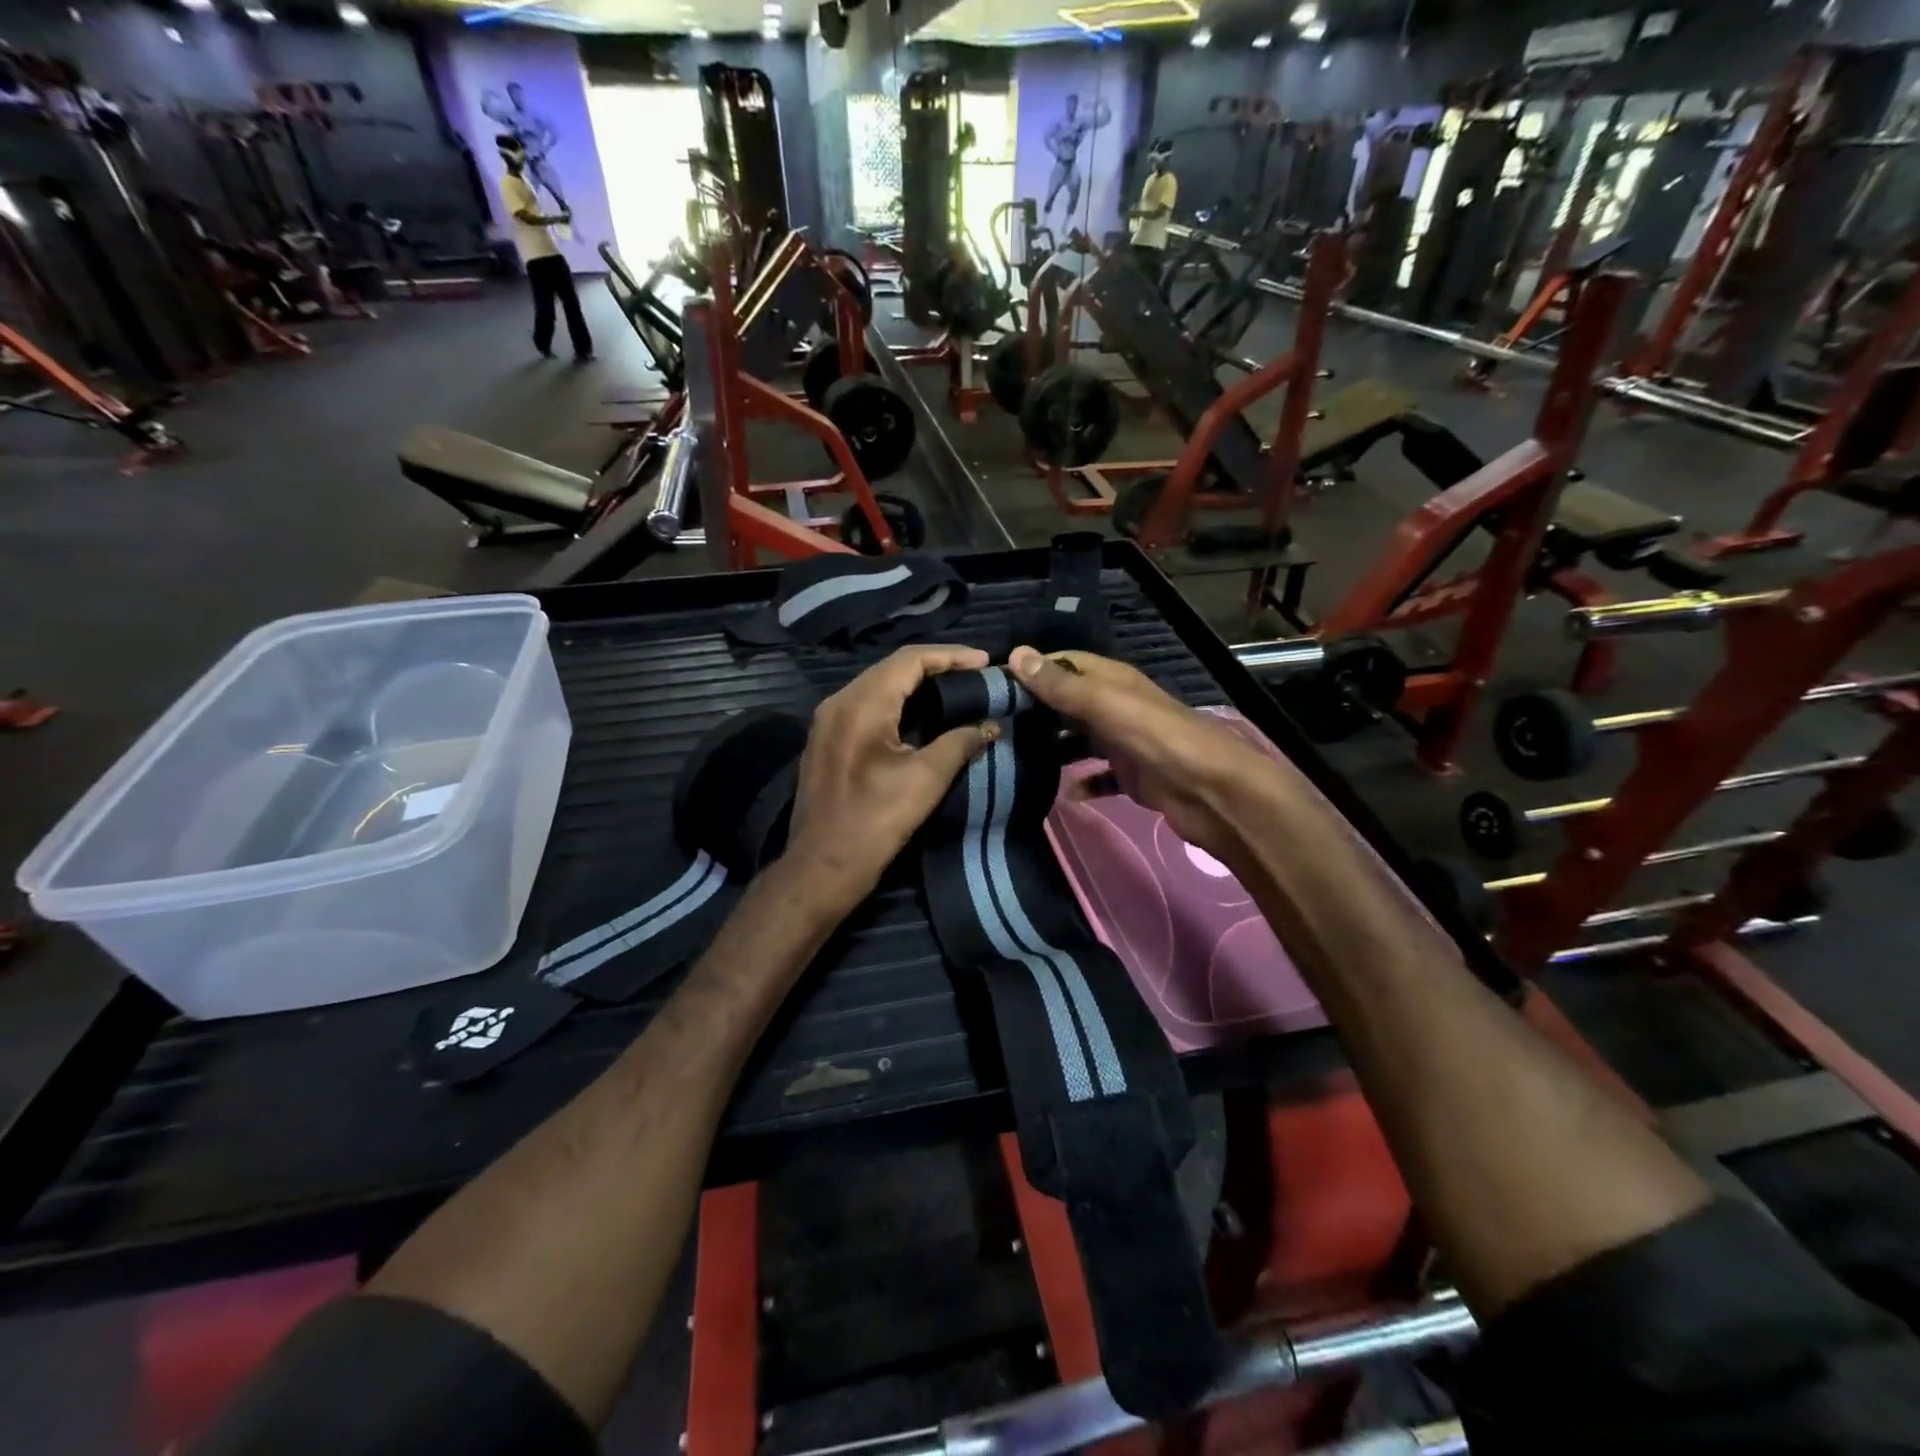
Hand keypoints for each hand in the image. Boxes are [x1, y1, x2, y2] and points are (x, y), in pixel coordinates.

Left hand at [784, 646, 996, 915]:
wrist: (821, 867)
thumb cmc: (874, 823)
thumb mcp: (925, 780)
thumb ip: (960, 743)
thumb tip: (990, 725)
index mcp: (861, 704)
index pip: (910, 660)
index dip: (950, 656)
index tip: (985, 662)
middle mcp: (838, 702)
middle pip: (891, 668)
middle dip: (935, 666)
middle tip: (973, 674)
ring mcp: (827, 721)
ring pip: (876, 686)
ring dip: (914, 684)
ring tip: (953, 689)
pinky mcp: (825, 741)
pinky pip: (864, 706)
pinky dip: (895, 702)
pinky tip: (918, 715)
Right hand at [1008, 645, 1295, 867]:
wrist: (1211, 791)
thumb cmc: (1156, 738)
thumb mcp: (1104, 704)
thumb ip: (1061, 685)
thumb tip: (1016, 654)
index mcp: (1112, 681)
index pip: (1064, 663)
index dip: (1031, 670)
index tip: (992, 686)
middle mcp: (1117, 706)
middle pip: (1069, 702)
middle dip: (1036, 711)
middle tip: (994, 727)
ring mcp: (1126, 742)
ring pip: (1081, 740)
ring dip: (1054, 748)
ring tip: (1015, 760)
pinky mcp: (1133, 776)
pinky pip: (1099, 777)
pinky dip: (1082, 783)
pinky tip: (1061, 792)